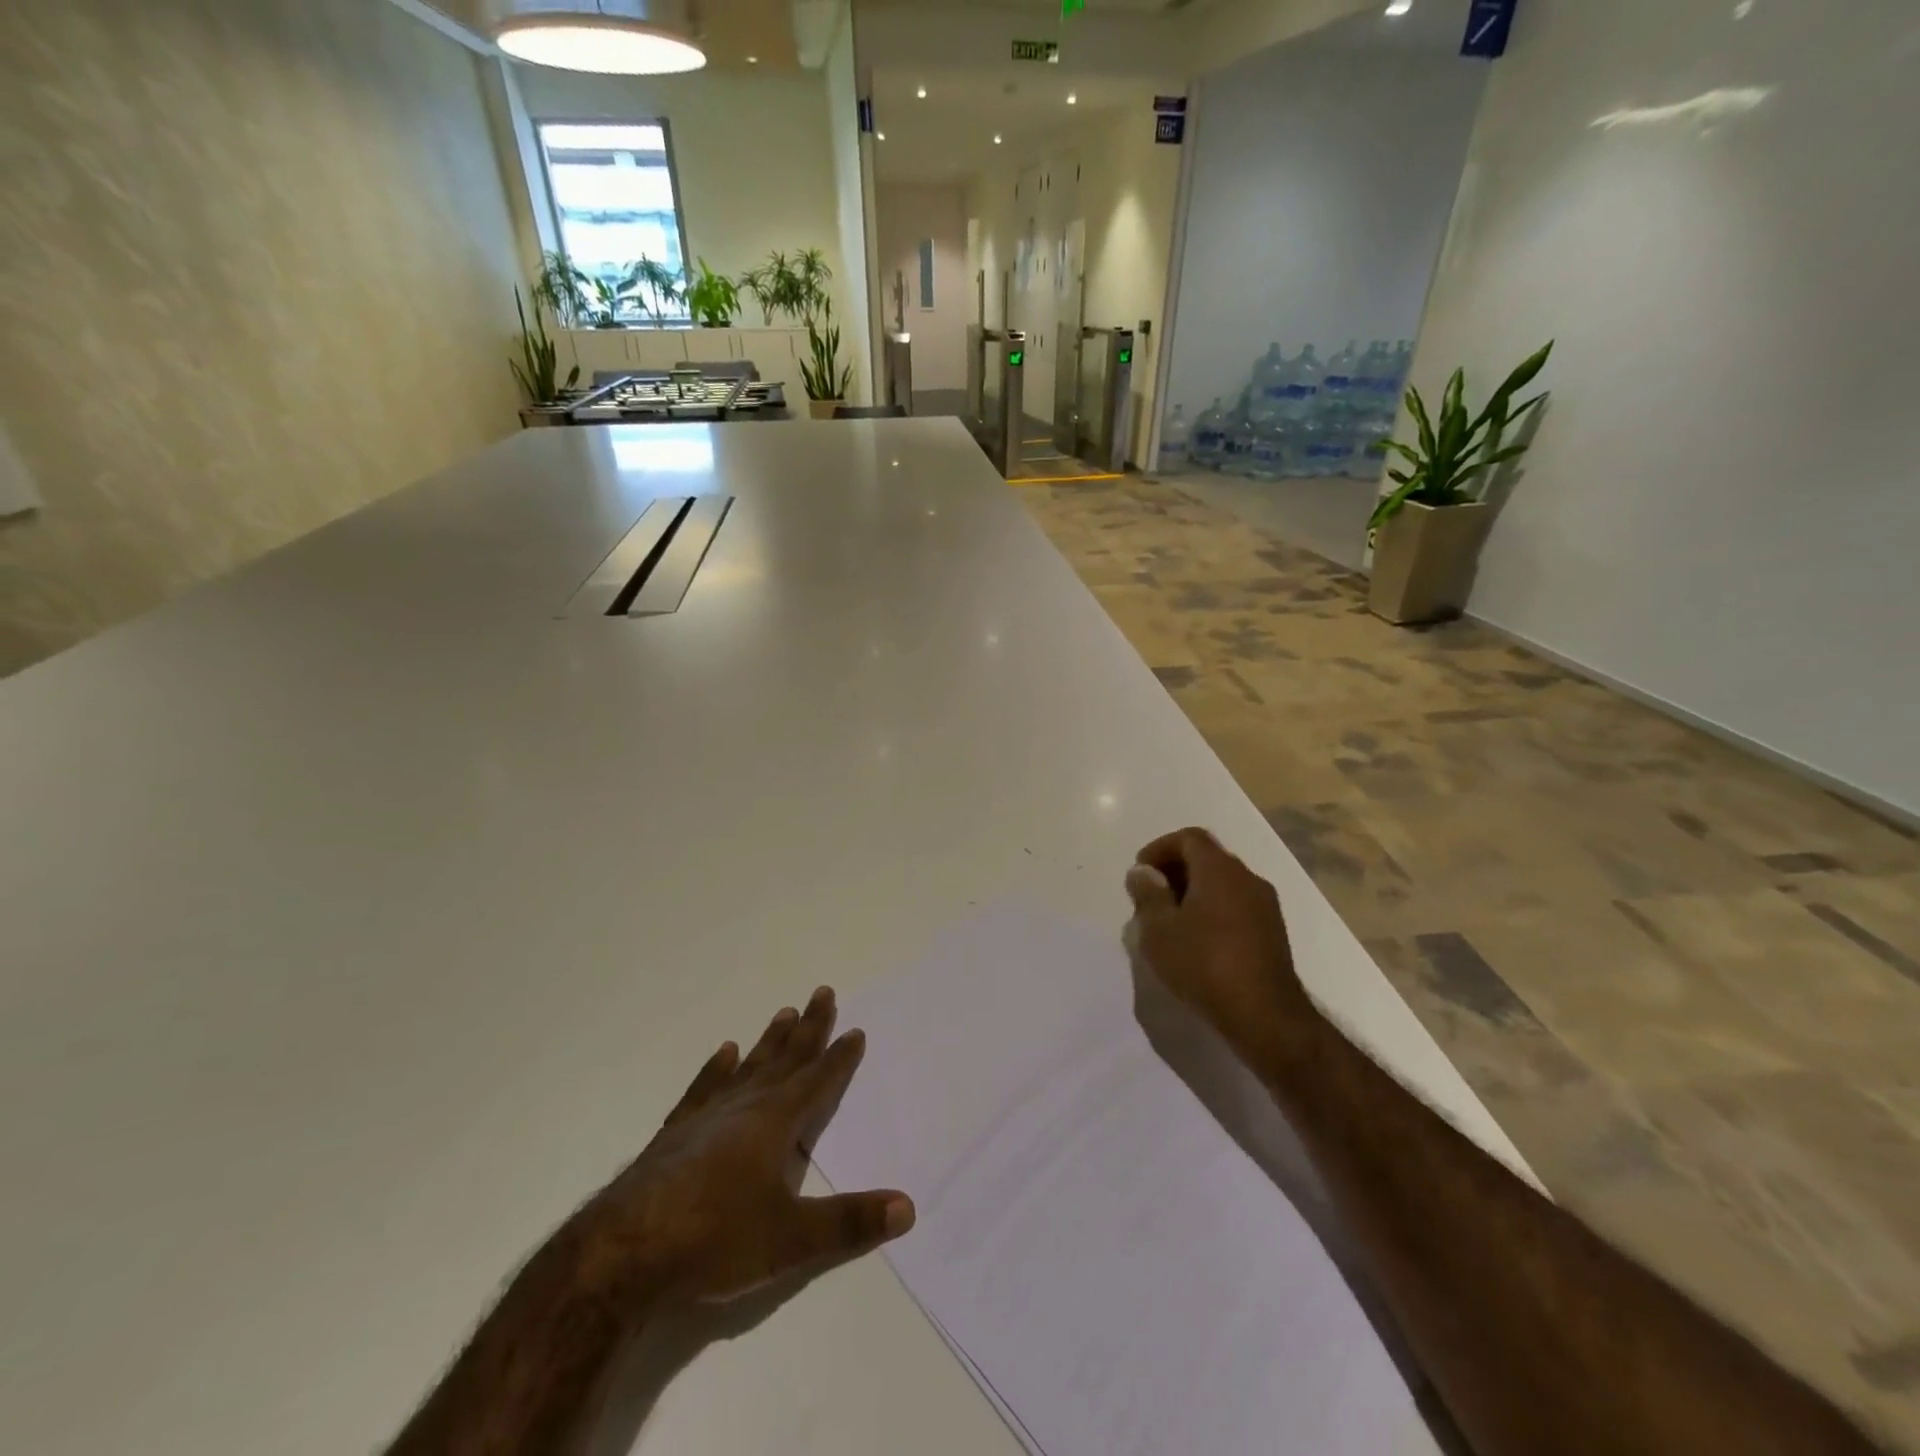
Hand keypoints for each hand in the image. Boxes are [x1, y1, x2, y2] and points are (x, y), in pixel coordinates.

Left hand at [568, 987, 913, 1314]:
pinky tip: (723, 1052)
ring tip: (783, 1012)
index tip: (855, 1030)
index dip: (839, 1058)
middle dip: (809, 1028)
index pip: (817, 1081)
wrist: (623, 1253)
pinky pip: (703, 1088)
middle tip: (823, 992)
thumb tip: (908, 1207)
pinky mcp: (675, 1133)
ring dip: (769, 1041)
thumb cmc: (715, 1240)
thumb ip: (849, 1223)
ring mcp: (706, 1116)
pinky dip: (716, 1069)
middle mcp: (745, 1107)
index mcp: (776, 1123)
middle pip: (786, 1059)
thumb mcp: (791, 1240)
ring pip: (748, 1066)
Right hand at [1125, 828, 1317, 1061]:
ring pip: (1223, 883)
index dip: (1160, 848)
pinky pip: (1235, 905)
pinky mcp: (1272, 932)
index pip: (1189, 838)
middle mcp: (1247, 878)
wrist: (1265, 1016)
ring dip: (1193, 892)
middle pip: (1207, 858)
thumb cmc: (1204, 964)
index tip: (1140, 872)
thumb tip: (1144, 872)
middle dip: (1175, 870)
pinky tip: (1196, 940)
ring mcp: (1265, 905)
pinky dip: (1212, 909)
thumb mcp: (1160, 930)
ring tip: (1169, 921)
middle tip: (1150, 897)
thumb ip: (1148, 894)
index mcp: (1220, 870)